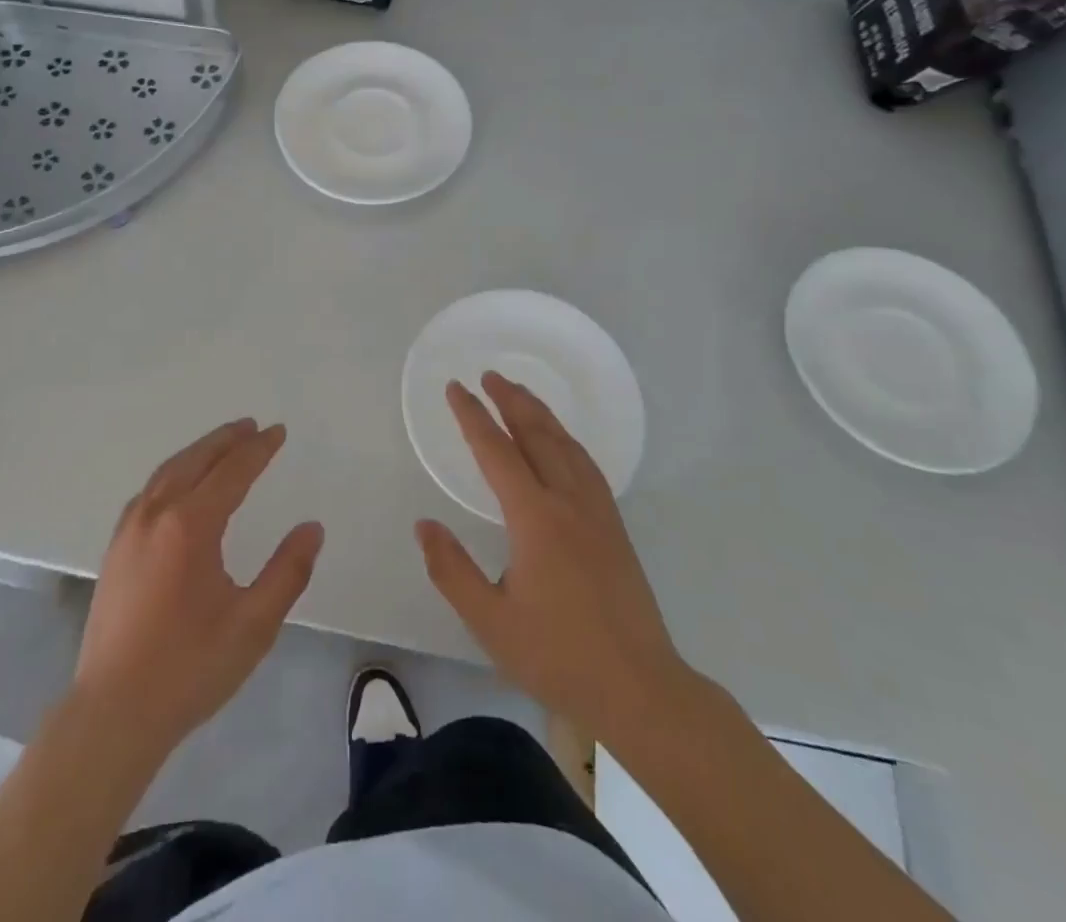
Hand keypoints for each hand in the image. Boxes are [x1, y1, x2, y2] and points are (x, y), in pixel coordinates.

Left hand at [74, 419, 323, 756]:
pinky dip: (172, 473)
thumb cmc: (189, 668)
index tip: (278, 431)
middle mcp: (155, 514)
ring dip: (198, 452)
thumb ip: (287, 572)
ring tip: (222, 445)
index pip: (232, 471)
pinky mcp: (115, 549)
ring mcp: (128, 530)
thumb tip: (311, 528)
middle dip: (226, 439)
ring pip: (167, 472)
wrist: (113, 713)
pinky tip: (179, 485)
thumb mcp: (253, 625)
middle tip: (251, 426)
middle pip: (195, 460)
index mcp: (190, 525)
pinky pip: (148, 491)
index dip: (258, 449)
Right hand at [415, 373, 696, 736]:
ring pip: (566, 445)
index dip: (472, 417)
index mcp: (536, 519)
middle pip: (537, 434)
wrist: (642, 690)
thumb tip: (424, 525)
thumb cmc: (559, 657)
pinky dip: (566, 439)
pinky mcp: (615, 528)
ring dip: (540, 413)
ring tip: (520, 394)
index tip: (455, 389)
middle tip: (489, 375)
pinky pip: (586, 464)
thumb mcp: (491, 621)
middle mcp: (569, 502)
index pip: (496, 452)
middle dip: (510, 400)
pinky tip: (562, 443)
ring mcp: (598, 513)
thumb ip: (452, 570)